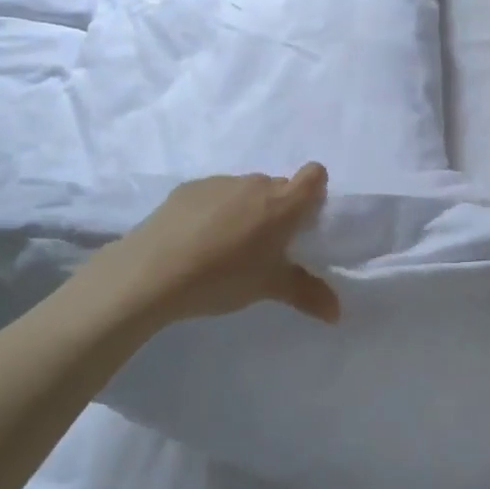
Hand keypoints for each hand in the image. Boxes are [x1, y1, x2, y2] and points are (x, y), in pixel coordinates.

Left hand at [81, 164, 339, 328]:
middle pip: (279, 187)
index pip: (314, 175)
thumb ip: (307, 294)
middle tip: (265, 246)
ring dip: (246, 210)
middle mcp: (255, 183)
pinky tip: (196, 241)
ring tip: (226, 247)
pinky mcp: (188, 188)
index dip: (315, 192)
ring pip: (245, 191)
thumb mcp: (268, 288)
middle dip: (278, 210)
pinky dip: (215, 211)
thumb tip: (338, 313)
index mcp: (282, 203)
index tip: (303, 221)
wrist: (151, 271)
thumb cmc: (222, 277)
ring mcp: (220, 182)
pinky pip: (215, 194)